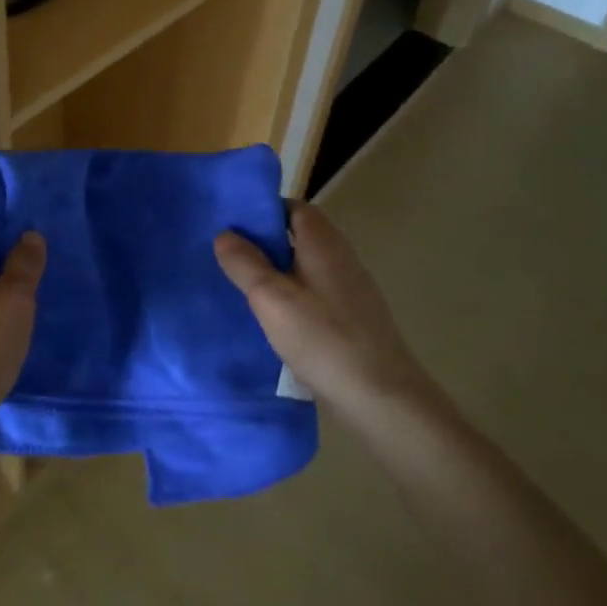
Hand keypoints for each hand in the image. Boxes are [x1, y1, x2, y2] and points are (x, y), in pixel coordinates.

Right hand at [214, 203, 434, 418]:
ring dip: (279, 271)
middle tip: (230, 256)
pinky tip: (276, 319)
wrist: (381, 398)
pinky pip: (317, 293)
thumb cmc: (323, 339)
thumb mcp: (271, 298)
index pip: (295, 208)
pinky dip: (294, 296)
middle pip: (301, 236)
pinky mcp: (354, 318)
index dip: (265, 210)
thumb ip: (245, 263)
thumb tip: (225, 234)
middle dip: (267, 242)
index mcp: (323, 243)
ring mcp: (352, 289)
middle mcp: (341, 257)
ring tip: (245, 287)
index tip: (234, 224)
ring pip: (307, 266)